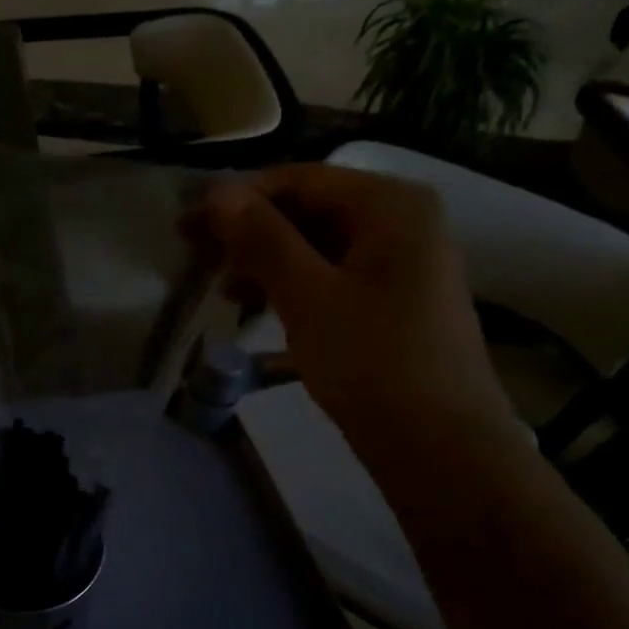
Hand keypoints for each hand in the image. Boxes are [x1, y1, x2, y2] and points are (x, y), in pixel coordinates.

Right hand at [199, 165, 515, 454]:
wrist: (441, 448)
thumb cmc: (373, 363)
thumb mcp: (308, 296)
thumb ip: (262, 239)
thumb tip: (218, 191)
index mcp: (391, 205)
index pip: (299, 180)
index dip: (238, 198)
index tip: (187, 225)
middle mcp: (403, 221)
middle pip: (310, 209)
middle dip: (251, 232)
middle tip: (197, 258)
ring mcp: (404, 262)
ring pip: (319, 245)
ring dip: (267, 261)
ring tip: (223, 291)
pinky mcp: (395, 300)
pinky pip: (333, 275)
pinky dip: (294, 285)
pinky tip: (260, 308)